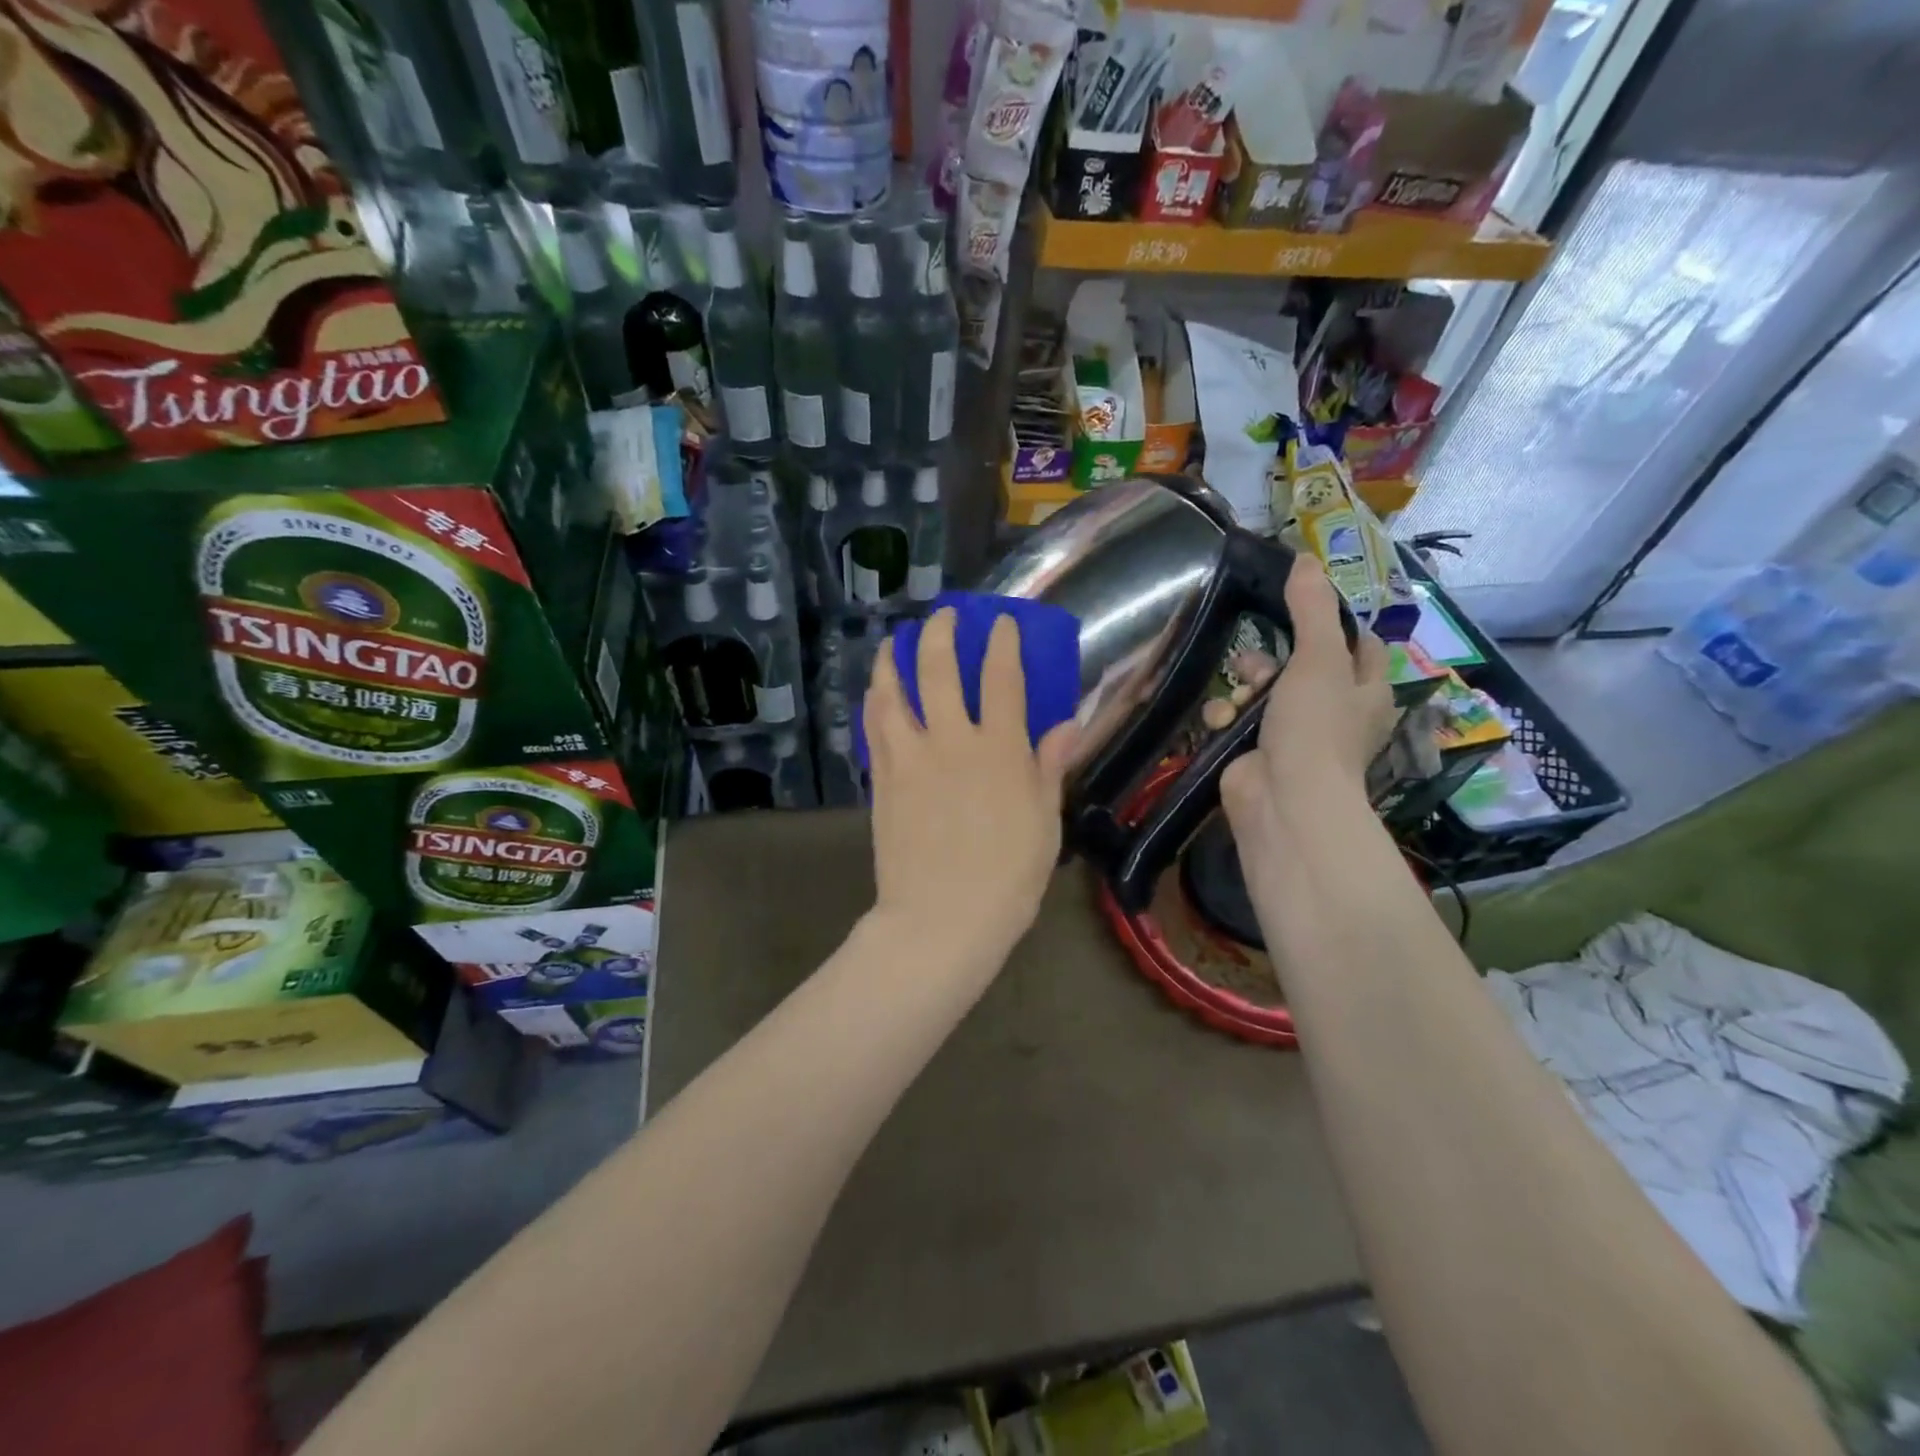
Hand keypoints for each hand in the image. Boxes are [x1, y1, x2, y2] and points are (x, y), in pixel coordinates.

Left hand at [863, 608, 1076, 964]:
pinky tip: (877, 693)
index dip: (1002, 642)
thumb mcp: (1044, 822)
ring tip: (894, 644)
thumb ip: (1050, 767)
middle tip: (942, 616)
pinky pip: (874, 728)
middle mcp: (951, 741)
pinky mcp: (882, 780)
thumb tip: (1068, 724)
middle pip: (938, 669)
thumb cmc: (1008, 877)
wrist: (942, 919)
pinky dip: (875, 702)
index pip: (1002, 677)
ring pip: (893, 691)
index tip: (1001, 622)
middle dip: (940, 632)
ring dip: (893, 659)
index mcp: (999, 750)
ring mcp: (909, 758)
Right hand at [1220, 560, 1394, 836]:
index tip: (1299, 606)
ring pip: (1261, 692)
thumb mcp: (1319, 658)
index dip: (1333, 624)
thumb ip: (1311, 609)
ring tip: (1236, 693)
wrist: (1283, 799)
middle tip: (1252, 658)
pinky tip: (1221, 719)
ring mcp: (1291, 735)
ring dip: (1242, 687)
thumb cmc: (1315, 726)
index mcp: (1364, 690)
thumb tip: (1305, 556)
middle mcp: (1333, 712)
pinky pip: (1236, 720)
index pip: (1358, 645)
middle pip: (1299, 666)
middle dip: (1270, 659)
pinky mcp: (1254, 752)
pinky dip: (1225, 716)